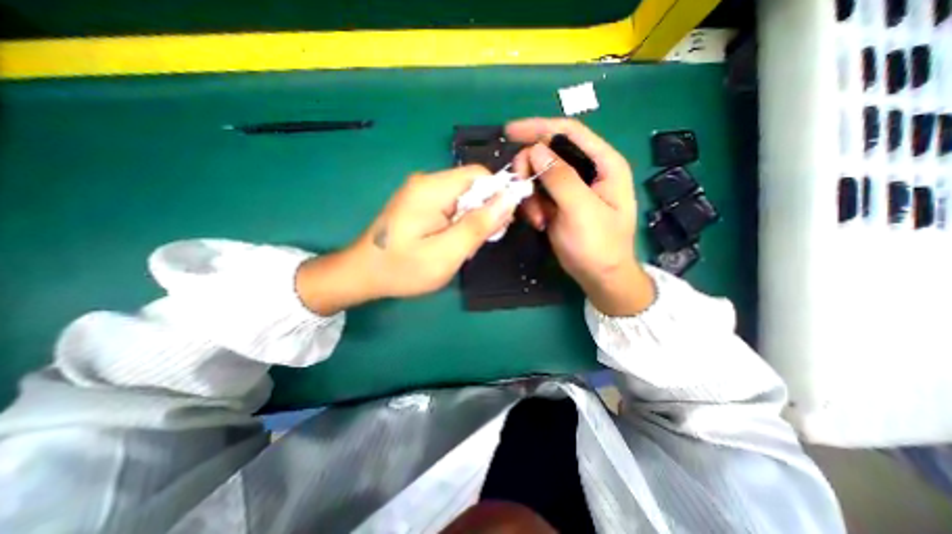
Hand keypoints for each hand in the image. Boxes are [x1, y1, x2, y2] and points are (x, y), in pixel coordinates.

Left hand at [299, 164, 517, 313]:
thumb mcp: (447, 253)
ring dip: (470, 222)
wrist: (362, 274)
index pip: (480, 175)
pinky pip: (450, 206)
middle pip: (472, 187)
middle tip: (474, 244)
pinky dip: (457, 224)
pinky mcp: (418, 204)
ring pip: (463, 199)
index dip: (497, 197)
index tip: (498, 226)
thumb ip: (479, 225)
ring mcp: (420, 192)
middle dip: (482, 214)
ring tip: (459, 248)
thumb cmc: (403, 268)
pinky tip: (449, 243)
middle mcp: (426, 182)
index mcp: (432, 188)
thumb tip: (509, 198)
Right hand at [506, 119, 654, 315]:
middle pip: (549, 153)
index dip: (538, 127)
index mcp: (603, 164)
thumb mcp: (581, 210)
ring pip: (539, 175)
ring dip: (530, 194)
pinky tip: (538, 222)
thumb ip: (560, 178)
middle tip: (523, 194)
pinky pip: (537, 193)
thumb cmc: (599, 245)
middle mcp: (587, 170)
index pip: (568, 132)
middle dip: (530, 171)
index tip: (509, 132)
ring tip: (537, 219)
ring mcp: (571, 188)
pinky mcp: (559, 203)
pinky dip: (532, 205)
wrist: (600, 276)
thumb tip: (536, 150)